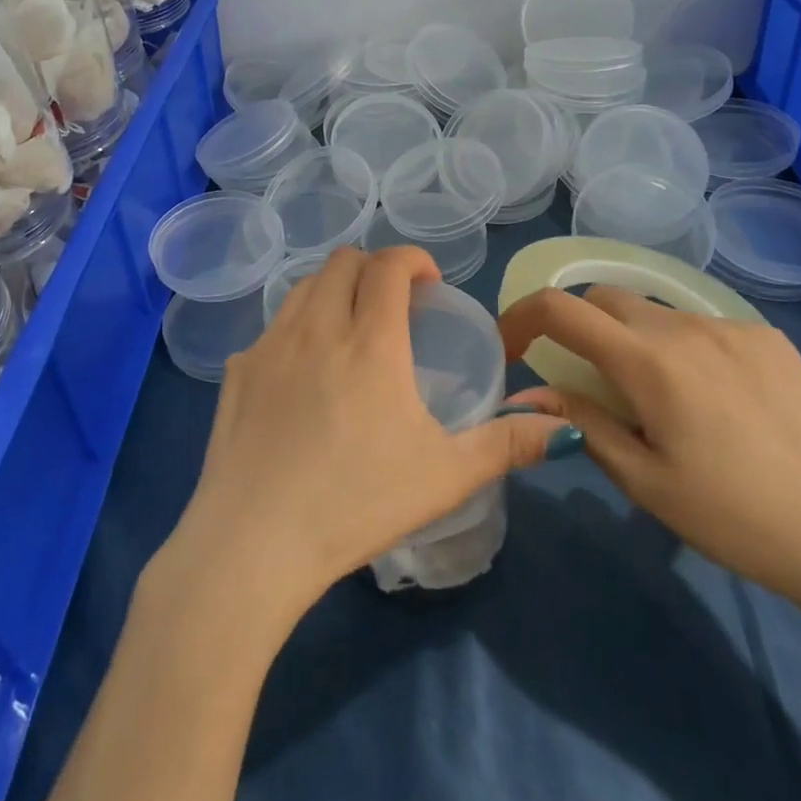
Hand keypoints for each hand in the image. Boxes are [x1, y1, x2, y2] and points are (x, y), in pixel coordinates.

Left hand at [164, 248, 576, 621]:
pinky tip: (301, 377)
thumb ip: (507, 445)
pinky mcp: (237, 371)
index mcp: (369, 340)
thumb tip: (563, 429)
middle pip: (342, 262)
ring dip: (331, 290)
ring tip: (348, 329)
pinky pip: (270, 330)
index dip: (412, 258)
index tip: (428, 281)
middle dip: (372, 268)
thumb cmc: (357, 503)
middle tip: (392, 304)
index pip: (388, 265)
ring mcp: (269, 346)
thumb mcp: (446, 476)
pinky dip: (295, 331)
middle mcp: (316, 327)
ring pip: (301, 287)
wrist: (255, 541)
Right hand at [498, 286, 800, 613]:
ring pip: (654, 310)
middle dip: (578, 326)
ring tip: (657, 396)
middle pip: (604, 297)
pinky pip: (702, 324)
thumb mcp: (643, 479)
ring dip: (631, 337)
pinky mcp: (769, 338)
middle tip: (588, 381)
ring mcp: (733, 327)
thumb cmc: (732, 517)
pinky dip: (681, 346)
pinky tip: (712, 398)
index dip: (520, 317)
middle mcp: (686, 327)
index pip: (559, 308)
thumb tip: (522, 394)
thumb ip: (579, 423)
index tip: (512, 348)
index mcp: (648, 362)